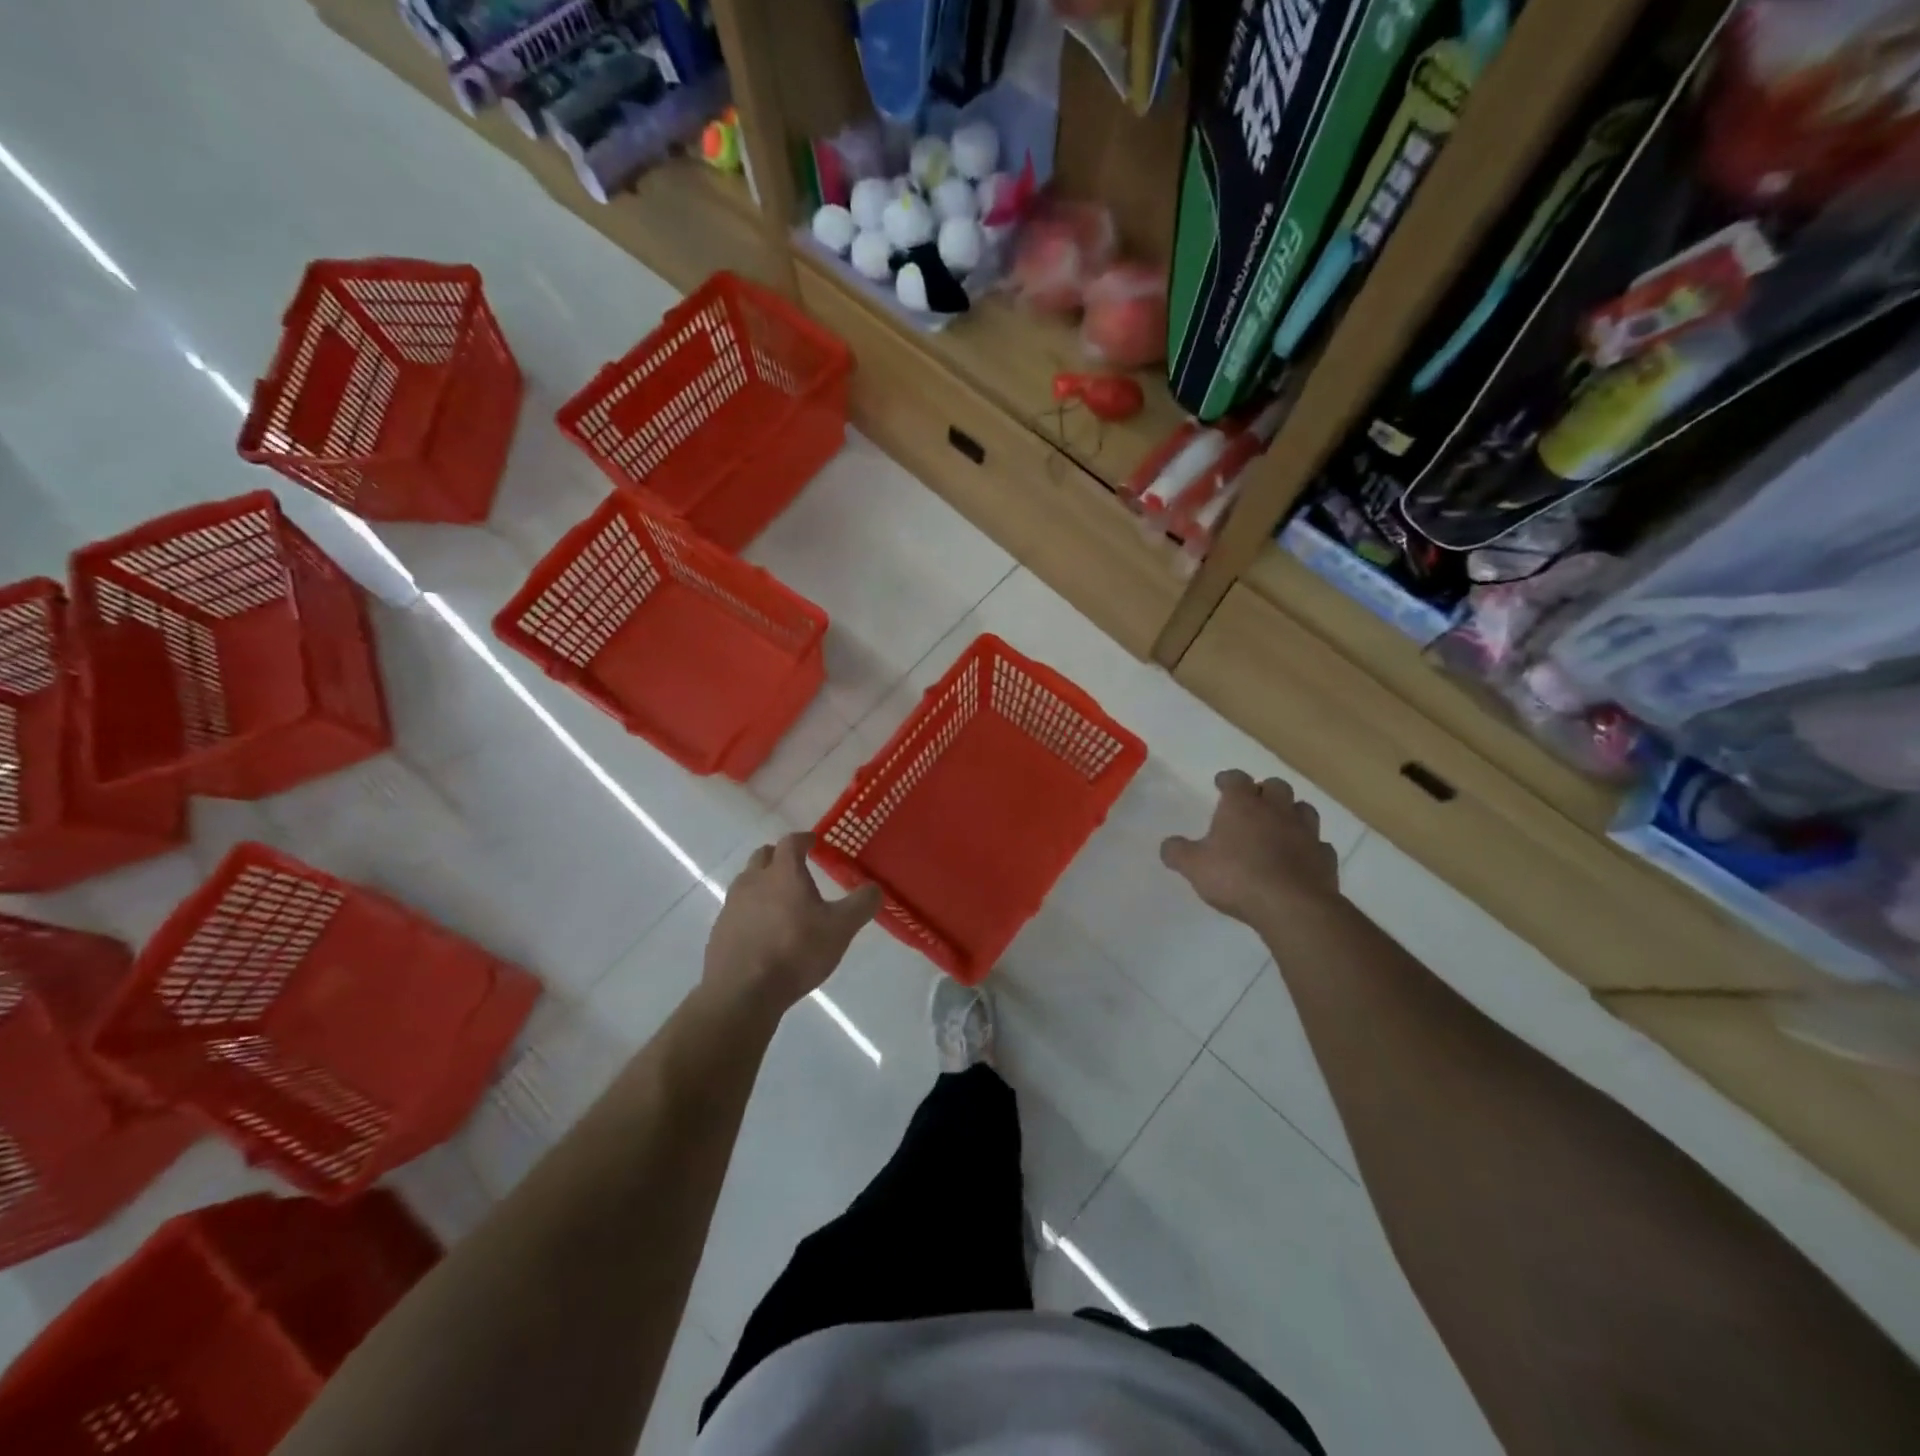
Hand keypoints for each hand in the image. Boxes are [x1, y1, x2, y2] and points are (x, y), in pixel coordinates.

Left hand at [704, 833, 881, 1012]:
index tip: (813, 841)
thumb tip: (875, 888)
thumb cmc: (796, 952)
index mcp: (783, 873)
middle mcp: (753, 881)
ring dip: (762, 883)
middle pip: (763, 856)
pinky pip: (737, 910)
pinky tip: (762, 931)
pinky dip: (750, 911)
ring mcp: (731, 906)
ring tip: (779, 900)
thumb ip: (861, 905)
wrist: (743, 992)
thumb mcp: (840, 929)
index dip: (803, 839)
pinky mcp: (719, 931)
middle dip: (779, 856)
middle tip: (795, 867)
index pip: (791, 842)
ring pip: (747, 882)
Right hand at [1161, 770, 1340, 929]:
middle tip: (1252, 804)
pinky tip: (1301, 857)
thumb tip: (1168, 846)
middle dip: (1264, 791)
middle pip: (1275, 786)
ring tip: (1280, 825)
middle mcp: (1277, 810)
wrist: (1292, 906)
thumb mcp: (1193, 866)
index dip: (1228, 779)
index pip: (1236, 779)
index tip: (1221, 784)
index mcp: (1243, 805)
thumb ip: (1177, 852)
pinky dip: (1310, 847)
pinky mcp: (1325, 858)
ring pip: (1303, 809)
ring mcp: (1306, 833)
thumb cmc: (1236, 877)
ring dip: (1291, 813)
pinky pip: (1319, 845)